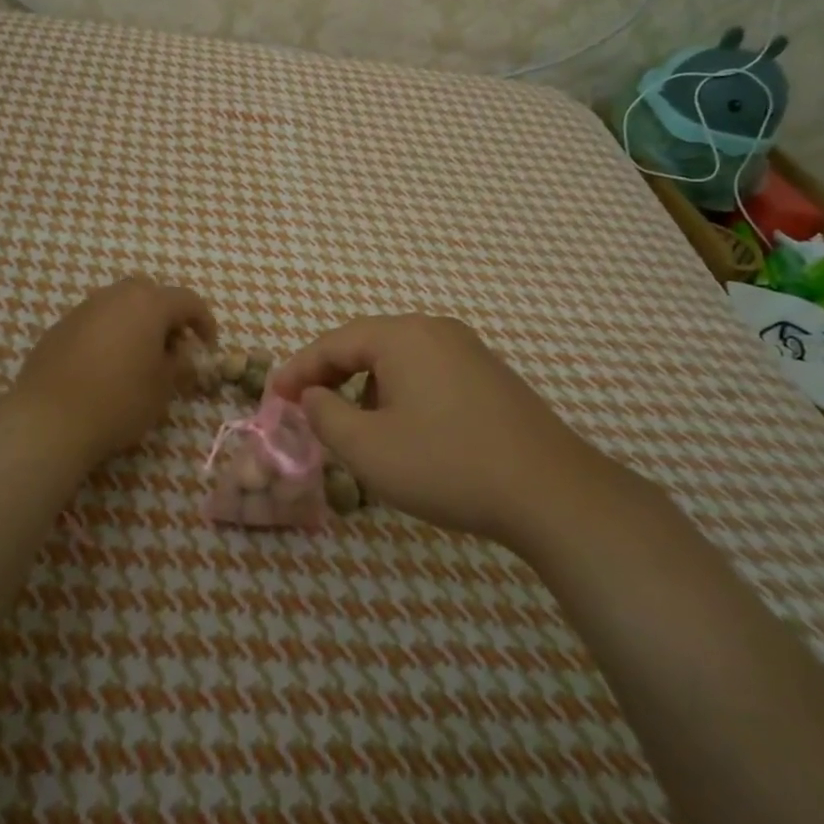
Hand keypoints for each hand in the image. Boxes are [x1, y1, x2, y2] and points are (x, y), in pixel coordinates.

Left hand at [9, 276, 216, 464]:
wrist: (50, 419)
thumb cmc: (120, 400)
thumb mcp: (163, 387)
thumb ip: (179, 365)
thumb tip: (183, 356)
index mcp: (148, 304)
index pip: (187, 301)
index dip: (204, 321)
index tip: (208, 346)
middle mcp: (115, 296)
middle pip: (149, 294)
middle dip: (165, 315)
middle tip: (171, 347)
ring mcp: (84, 309)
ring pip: (119, 306)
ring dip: (135, 324)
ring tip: (138, 359)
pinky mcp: (60, 328)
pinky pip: (95, 322)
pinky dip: (108, 335)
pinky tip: (106, 367)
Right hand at [270, 315, 607, 542]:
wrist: (551, 492)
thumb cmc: (446, 465)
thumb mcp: (368, 448)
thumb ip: (326, 416)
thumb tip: (313, 396)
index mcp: (402, 336)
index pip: (334, 343)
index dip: (298, 370)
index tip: (273, 397)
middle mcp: (435, 330)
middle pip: (366, 345)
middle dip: (331, 377)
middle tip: (306, 410)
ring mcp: (468, 351)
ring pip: (398, 361)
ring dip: (366, 389)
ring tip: (355, 429)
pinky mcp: (490, 377)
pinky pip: (428, 374)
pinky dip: (400, 395)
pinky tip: (404, 432)